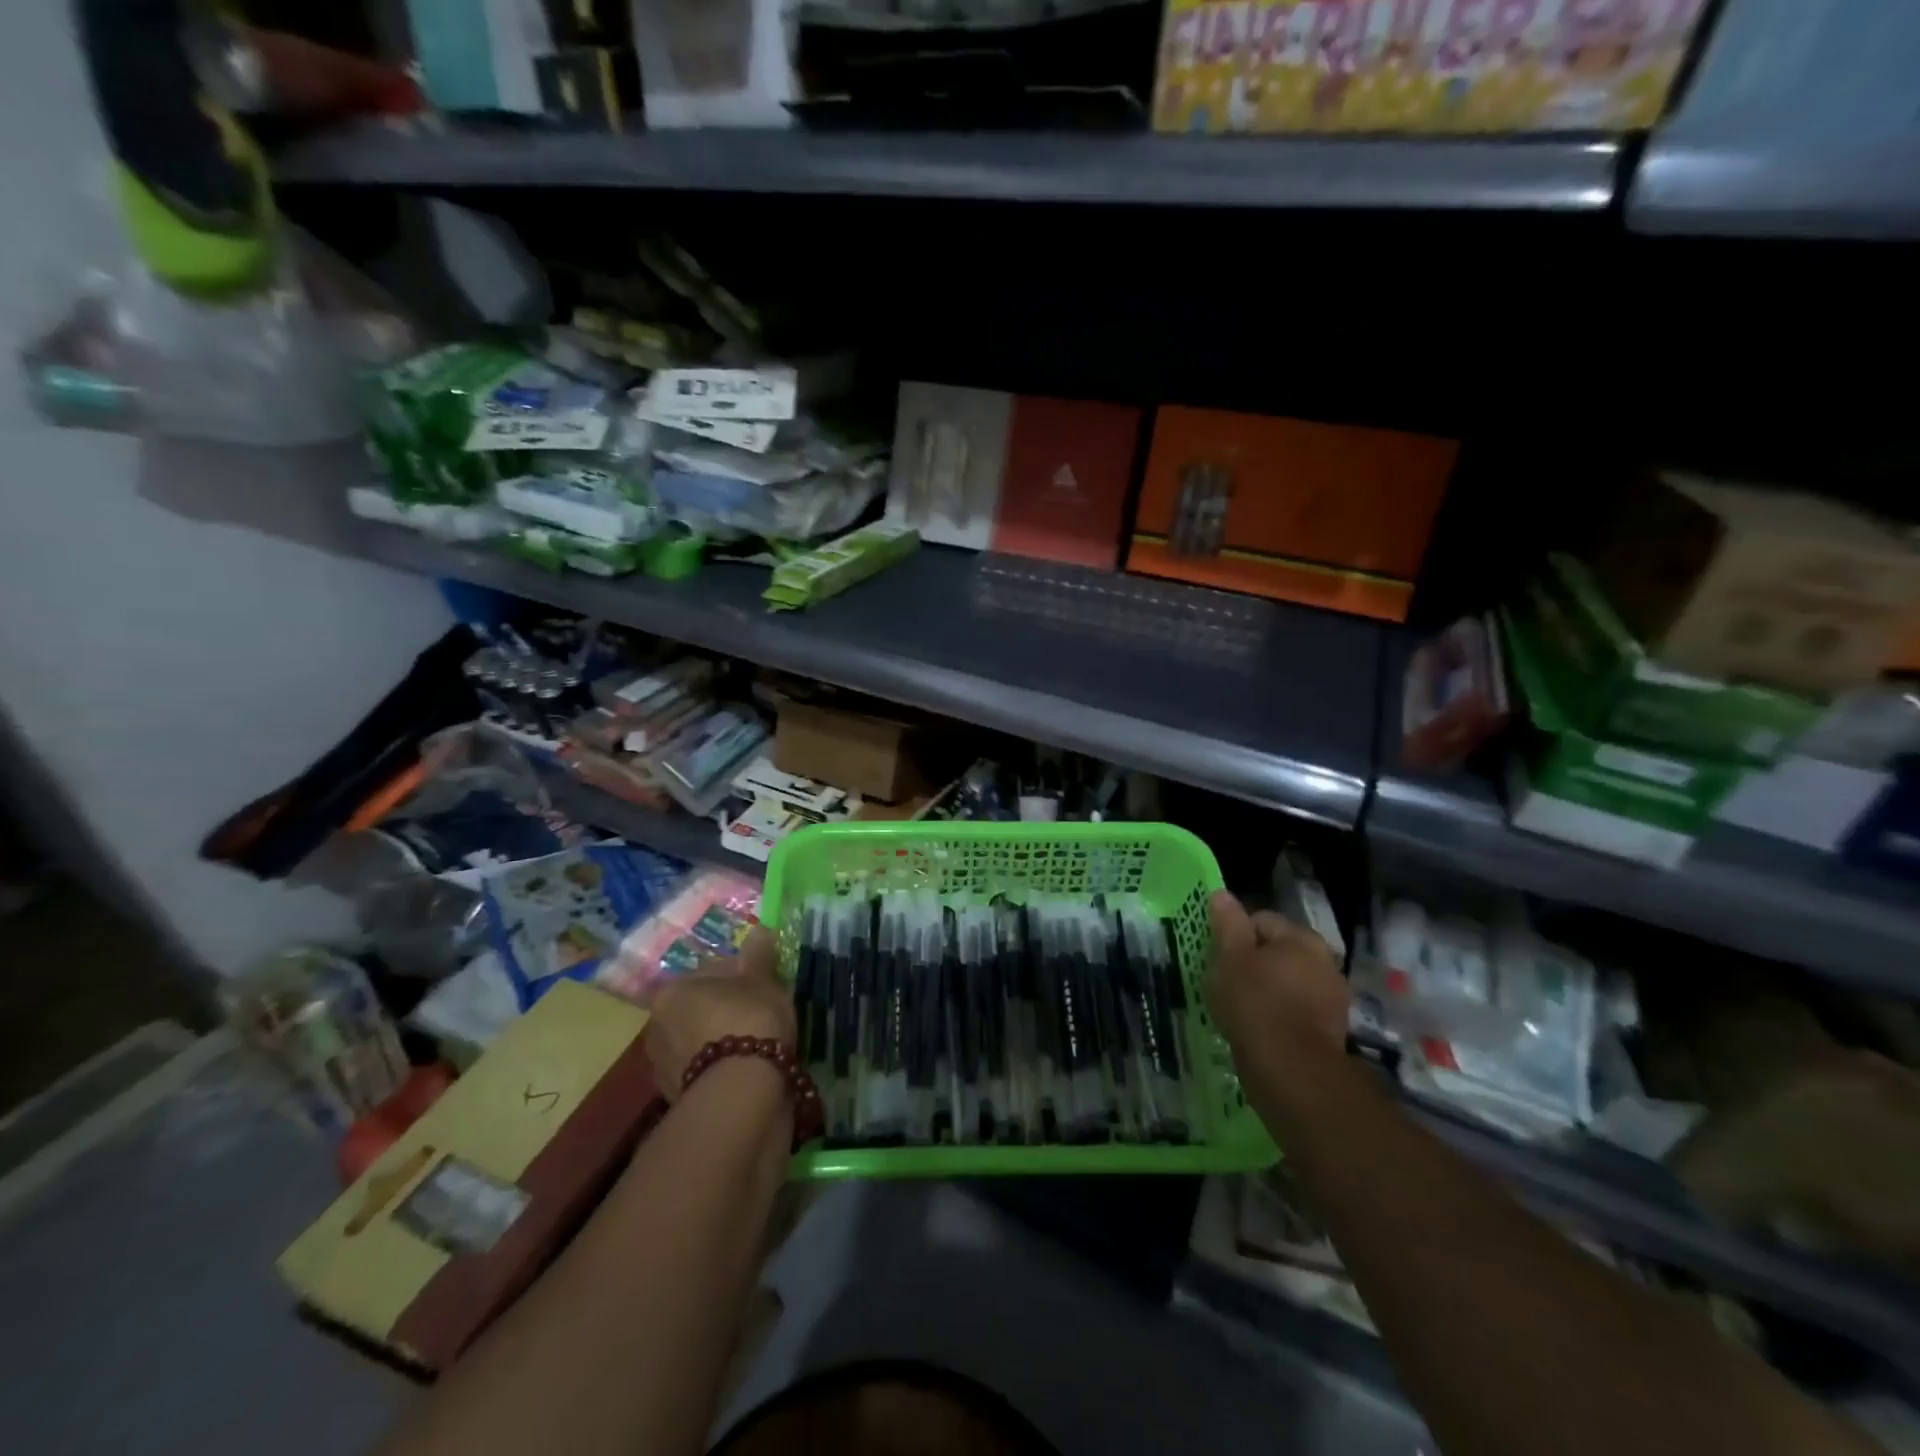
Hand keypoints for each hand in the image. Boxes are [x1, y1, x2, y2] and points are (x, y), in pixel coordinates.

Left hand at [644, 926, 796, 1100]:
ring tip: (758, 1047)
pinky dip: (722, 1069)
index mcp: (672, 991)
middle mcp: (657, 1026)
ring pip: (700, 1041)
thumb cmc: (750, 1022)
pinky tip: (747, 1071)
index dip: (743, 975)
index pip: (711, 972)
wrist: (740, 1095)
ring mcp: (662, 1067)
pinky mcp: (676, 1099)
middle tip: (762, 1014)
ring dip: (722, 1041)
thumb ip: (759, 955)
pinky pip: (705, 1071)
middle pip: (701, 1008)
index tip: (766, 985)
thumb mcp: (763, 981)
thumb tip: (758, 931)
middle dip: (727, 1009)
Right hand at [1204, 891, 1348, 1064]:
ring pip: (1287, 983)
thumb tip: (1222, 894)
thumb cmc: (1255, 1003)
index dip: (1234, 936)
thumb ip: (1227, 924)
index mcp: (1302, 938)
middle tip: (1226, 983)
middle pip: (1277, 952)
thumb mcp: (1230, 957)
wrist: (1291, 1071)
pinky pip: (1295, 1012)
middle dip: (1253, 964)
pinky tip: (1259, 1030)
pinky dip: (1278, 1016)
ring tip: (1240, 1010)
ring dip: (1266, 991)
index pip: (1260, 920)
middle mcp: (1325, 962)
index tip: (1219, 959)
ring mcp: (1332, 998)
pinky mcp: (1330, 1031)